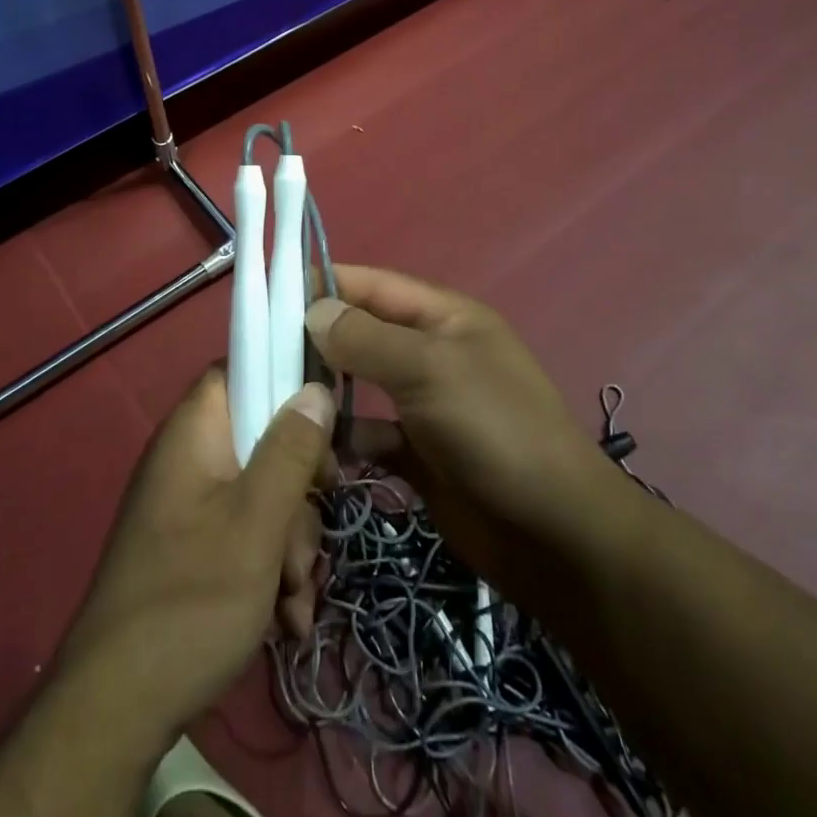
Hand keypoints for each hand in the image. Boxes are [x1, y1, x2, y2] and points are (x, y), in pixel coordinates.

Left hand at [55, 370, 335, 741]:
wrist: (117, 709)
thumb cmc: (192, 599)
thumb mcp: (258, 522)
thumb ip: (291, 450)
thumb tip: (316, 388)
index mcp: (195, 430)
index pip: (243, 368)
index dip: (288, 386)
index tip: (326, 431)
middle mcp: (191, 457)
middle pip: (264, 440)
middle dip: (300, 494)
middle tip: (308, 541)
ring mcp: (191, 505)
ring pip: (263, 494)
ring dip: (291, 544)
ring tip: (295, 599)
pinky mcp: (194, 548)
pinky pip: (246, 534)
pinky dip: (271, 570)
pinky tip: (286, 621)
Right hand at [305, 266, 641, 621]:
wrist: (554, 535)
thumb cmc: (494, 429)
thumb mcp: (429, 369)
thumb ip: (366, 338)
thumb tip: (313, 311)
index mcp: (443, 317)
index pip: (373, 284)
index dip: (325, 281)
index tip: (270, 292)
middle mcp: (431, 353)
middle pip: (362, 333)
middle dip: (317, 338)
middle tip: (262, 351)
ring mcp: (426, 405)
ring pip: (361, 384)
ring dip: (326, 391)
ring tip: (279, 400)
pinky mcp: (420, 454)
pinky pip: (371, 435)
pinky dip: (347, 440)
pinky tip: (321, 452)